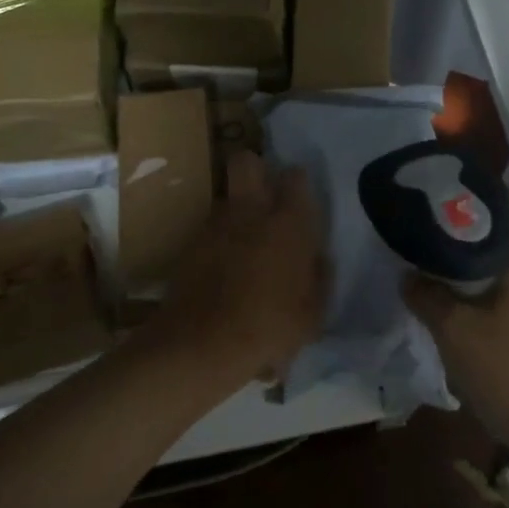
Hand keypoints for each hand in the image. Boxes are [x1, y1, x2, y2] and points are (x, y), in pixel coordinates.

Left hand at [156, 151, 327, 388]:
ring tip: (245, 246)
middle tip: (266, 196)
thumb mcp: (313, 311)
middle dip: (255, 169)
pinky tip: (224, 271)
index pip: (295, 177)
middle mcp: (249, 211)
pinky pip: (210, 230)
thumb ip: (318, 276)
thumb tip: (317, 257)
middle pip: (246, 161)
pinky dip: (219, 242)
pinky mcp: (190, 245)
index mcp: (287, 222)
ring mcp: (214, 225)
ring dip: (237, 212)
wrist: (203, 345)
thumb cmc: (270, 328)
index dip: (297, 182)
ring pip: (227, 198)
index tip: (300, 198)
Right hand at [404, 245, 508, 456]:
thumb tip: (409, 276)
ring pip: (508, 299)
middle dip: (460, 285)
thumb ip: (427, 295)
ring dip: (478, 311)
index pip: (481, 237)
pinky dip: (499, 332)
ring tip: (449, 332)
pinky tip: (480, 357)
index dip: (446, 249)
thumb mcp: (454, 331)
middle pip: (494, 269)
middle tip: (428, 300)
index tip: (419, 265)